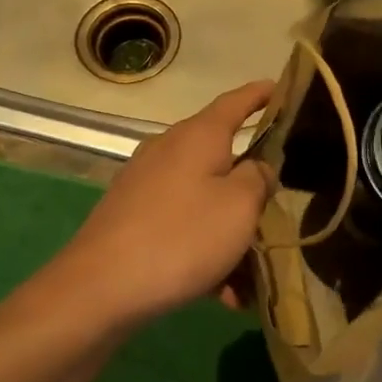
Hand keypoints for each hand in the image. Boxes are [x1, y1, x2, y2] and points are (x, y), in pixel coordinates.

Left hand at [52, 81, 274, 324]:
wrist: (100, 287)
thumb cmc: (182, 237)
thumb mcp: (240, 206)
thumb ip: (259, 179)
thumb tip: (257, 168)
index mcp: (198, 136)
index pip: (236, 102)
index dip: (261, 95)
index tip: (281, 88)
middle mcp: (168, 150)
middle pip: (222, 158)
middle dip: (251, 190)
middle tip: (277, 213)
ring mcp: (146, 184)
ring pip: (204, 200)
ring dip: (230, 234)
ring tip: (249, 278)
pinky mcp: (132, 217)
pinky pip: (182, 225)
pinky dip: (204, 251)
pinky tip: (220, 293)